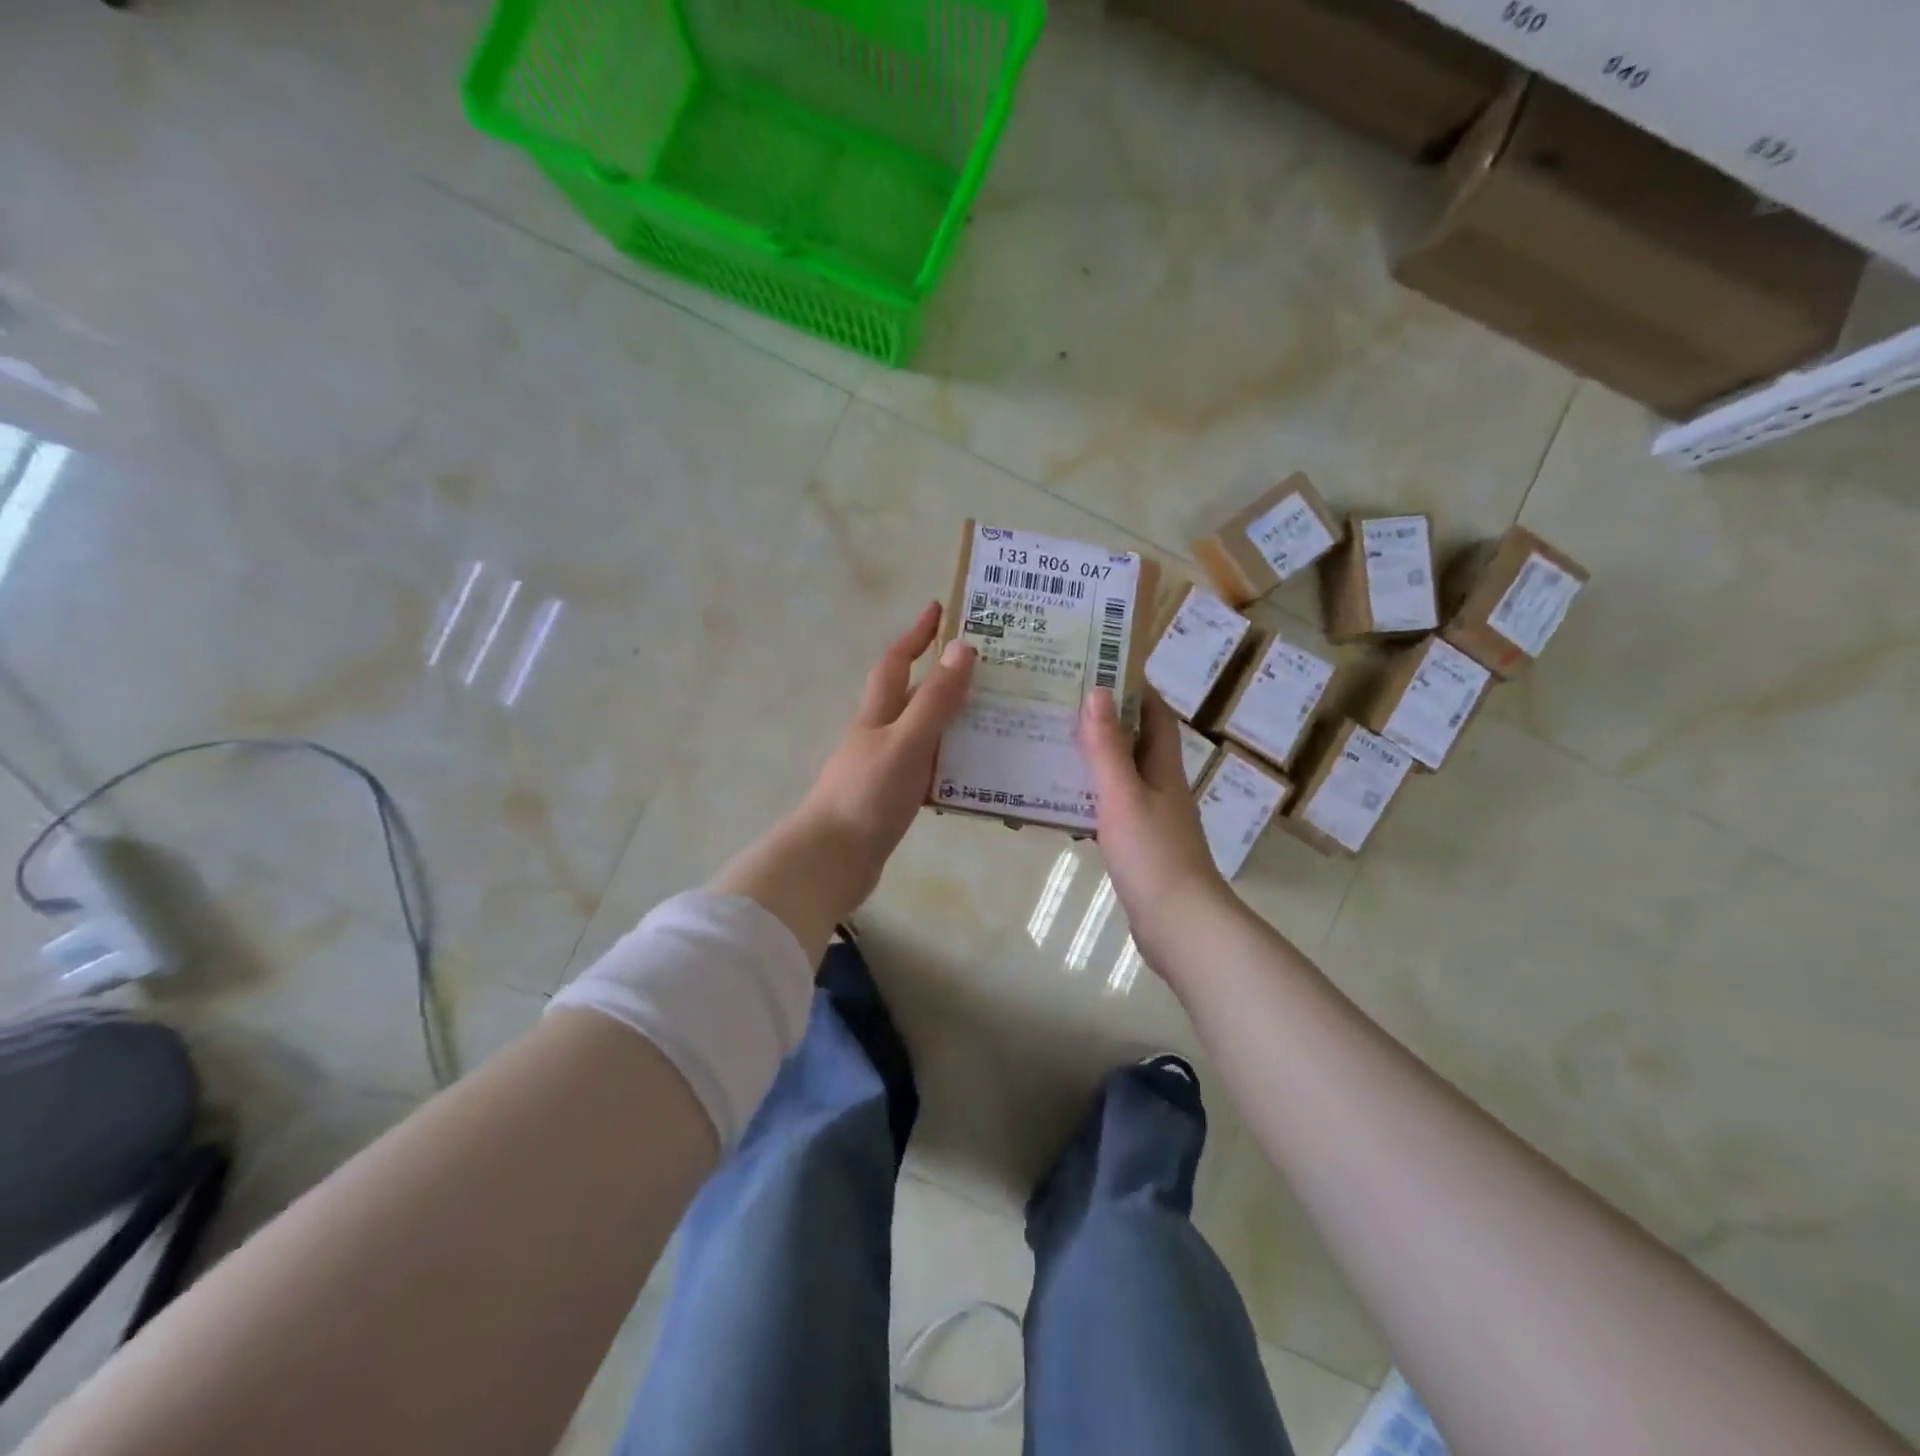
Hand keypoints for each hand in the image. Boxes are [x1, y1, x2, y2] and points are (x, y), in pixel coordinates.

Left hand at [793, 600, 976, 893]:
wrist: (831, 861)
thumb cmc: (866, 796)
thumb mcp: (906, 742)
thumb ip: (935, 701)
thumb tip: (962, 647)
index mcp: (877, 714)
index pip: (897, 662)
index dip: (916, 634)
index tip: (939, 609)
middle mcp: (880, 735)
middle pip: (914, 698)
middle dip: (946, 679)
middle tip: (992, 670)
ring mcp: (884, 769)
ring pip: (926, 737)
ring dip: (956, 726)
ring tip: (1000, 721)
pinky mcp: (891, 801)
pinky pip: (929, 773)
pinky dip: (952, 768)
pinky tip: (978, 777)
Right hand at [1079, 686, 1230, 965]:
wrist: (1179, 924)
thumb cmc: (1152, 853)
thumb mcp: (1122, 795)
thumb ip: (1107, 747)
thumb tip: (1098, 691)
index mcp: (1164, 768)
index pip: (1155, 716)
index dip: (1134, 690)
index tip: (1100, 668)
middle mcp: (1162, 787)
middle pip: (1136, 744)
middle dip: (1105, 722)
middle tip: (1061, 705)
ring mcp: (1153, 819)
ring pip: (1122, 777)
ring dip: (1094, 760)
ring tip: (1052, 745)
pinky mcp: (1141, 847)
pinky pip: (1112, 810)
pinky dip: (1090, 798)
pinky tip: (1061, 803)